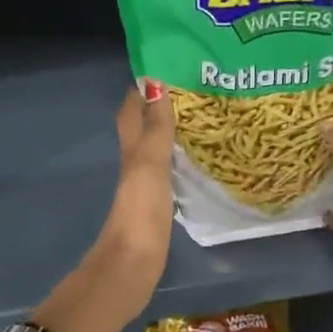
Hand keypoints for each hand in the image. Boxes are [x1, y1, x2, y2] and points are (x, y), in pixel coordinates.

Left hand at [90, 80, 176, 308]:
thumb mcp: (150, 166)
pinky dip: (178, 159)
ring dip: (170, 131)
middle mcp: (134, 164)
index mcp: (131, 150)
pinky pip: (167, 172)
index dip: (143, 86)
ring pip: (155, 148)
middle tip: (194, 87)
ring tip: (202, 116)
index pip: (132, 109)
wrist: (130, 268)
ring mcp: (144, 187)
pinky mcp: (156, 207)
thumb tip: (154, 82)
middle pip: (143, 126)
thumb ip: (155, 128)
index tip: (169, 63)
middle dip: (160, 104)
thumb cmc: (140, 214)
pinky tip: (196, 160)